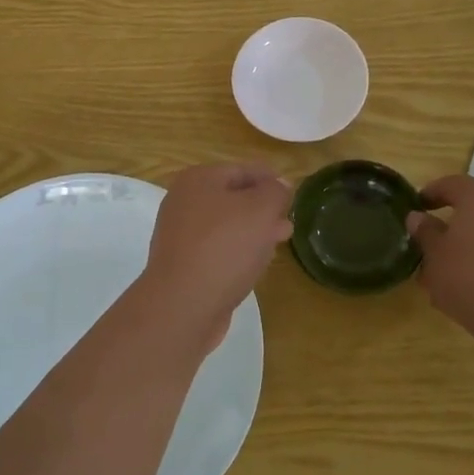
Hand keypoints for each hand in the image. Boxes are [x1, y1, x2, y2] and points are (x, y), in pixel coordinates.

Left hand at [143, 164, 292, 346]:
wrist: (183, 304)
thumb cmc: (224, 247)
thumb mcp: (261, 210)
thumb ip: (275, 192)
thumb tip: (279, 185)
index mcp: (198, 180)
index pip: (242, 170)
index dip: (270, 179)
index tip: (293, 195)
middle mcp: (183, 203)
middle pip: (232, 198)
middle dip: (263, 208)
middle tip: (288, 221)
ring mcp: (180, 235)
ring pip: (226, 226)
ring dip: (253, 231)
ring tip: (279, 241)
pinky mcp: (183, 264)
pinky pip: (217, 250)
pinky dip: (237, 252)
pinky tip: (255, 264)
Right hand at [405, 174, 473, 356]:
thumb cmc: (469, 277)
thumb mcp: (435, 255)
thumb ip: (425, 232)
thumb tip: (418, 217)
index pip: (452, 184)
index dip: (432, 192)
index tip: (417, 206)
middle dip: (454, 222)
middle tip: (433, 242)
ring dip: (473, 244)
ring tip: (453, 270)